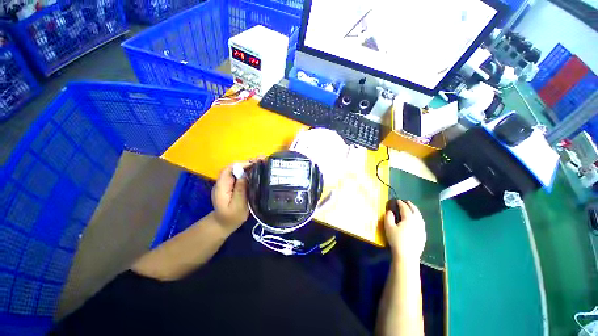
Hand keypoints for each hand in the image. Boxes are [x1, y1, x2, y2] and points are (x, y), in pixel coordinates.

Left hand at [211, 160, 254, 232]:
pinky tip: (257, 171)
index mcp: (222, 186)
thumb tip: (245, 175)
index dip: (241, 164)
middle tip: (261, 161)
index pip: (228, 169)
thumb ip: (240, 190)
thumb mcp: (237, 206)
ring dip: (249, 166)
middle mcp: (224, 182)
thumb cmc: (231, 217)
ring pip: (237, 171)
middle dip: (247, 163)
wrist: (224, 224)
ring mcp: (228, 183)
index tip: (254, 164)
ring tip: (261, 164)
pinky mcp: (233, 185)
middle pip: (234, 168)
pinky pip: (240, 176)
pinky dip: (248, 172)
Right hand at [384, 200, 426, 262]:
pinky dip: (418, 218)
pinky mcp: (423, 235)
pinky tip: (416, 220)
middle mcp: (417, 222)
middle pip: (415, 211)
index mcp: (408, 219)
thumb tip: (390, 211)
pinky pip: (421, 223)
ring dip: (416, 211)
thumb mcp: (389, 227)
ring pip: (420, 217)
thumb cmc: (396, 240)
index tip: (397, 200)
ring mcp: (421, 229)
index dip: (401, 203)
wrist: (407, 256)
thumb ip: (388, 217)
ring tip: (412, 209)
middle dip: (411, 205)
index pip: (405, 208)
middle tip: (407, 202)